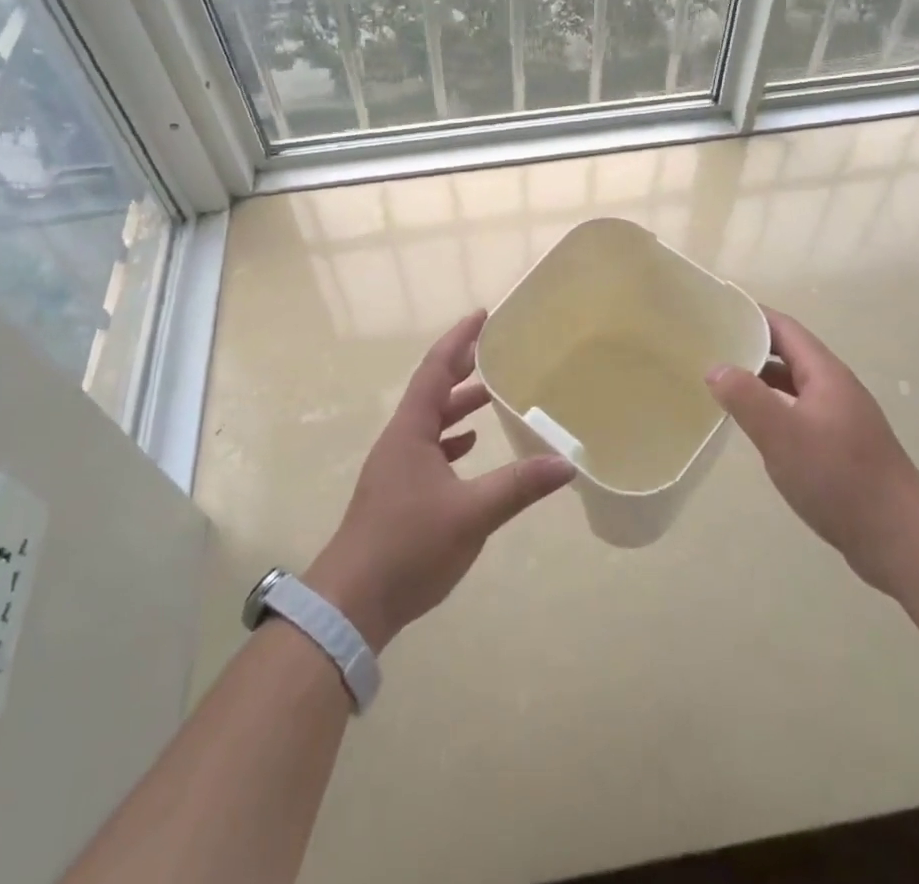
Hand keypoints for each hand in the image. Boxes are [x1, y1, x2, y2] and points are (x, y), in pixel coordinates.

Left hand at [306, 311, 574, 651]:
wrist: (352, 602)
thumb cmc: (407, 545)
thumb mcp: (471, 514)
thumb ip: (518, 486)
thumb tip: (566, 463)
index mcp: (410, 430)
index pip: (435, 369)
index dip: (459, 340)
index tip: (482, 316)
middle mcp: (400, 440)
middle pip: (432, 390)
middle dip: (462, 367)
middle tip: (496, 350)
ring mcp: (396, 467)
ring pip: (431, 421)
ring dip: (458, 404)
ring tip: (492, 395)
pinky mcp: (398, 492)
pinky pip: (428, 448)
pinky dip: (451, 439)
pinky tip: (470, 448)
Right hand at [705, 309, 918, 593]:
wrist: (901, 540)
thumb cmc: (840, 478)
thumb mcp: (783, 435)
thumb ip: (746, 398)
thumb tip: (716, 368)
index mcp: (826, 374)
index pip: (784, 328)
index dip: (751, 315)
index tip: (716, 313)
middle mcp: (835, 388)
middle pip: (789, 354)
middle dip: (751, 346)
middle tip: (709, 348)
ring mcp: (841, 418)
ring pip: (793, 385)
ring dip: (760, 379)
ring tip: (721, 383)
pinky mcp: (841, 447)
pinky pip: (799, 412)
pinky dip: (773, 408)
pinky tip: (755, 426)